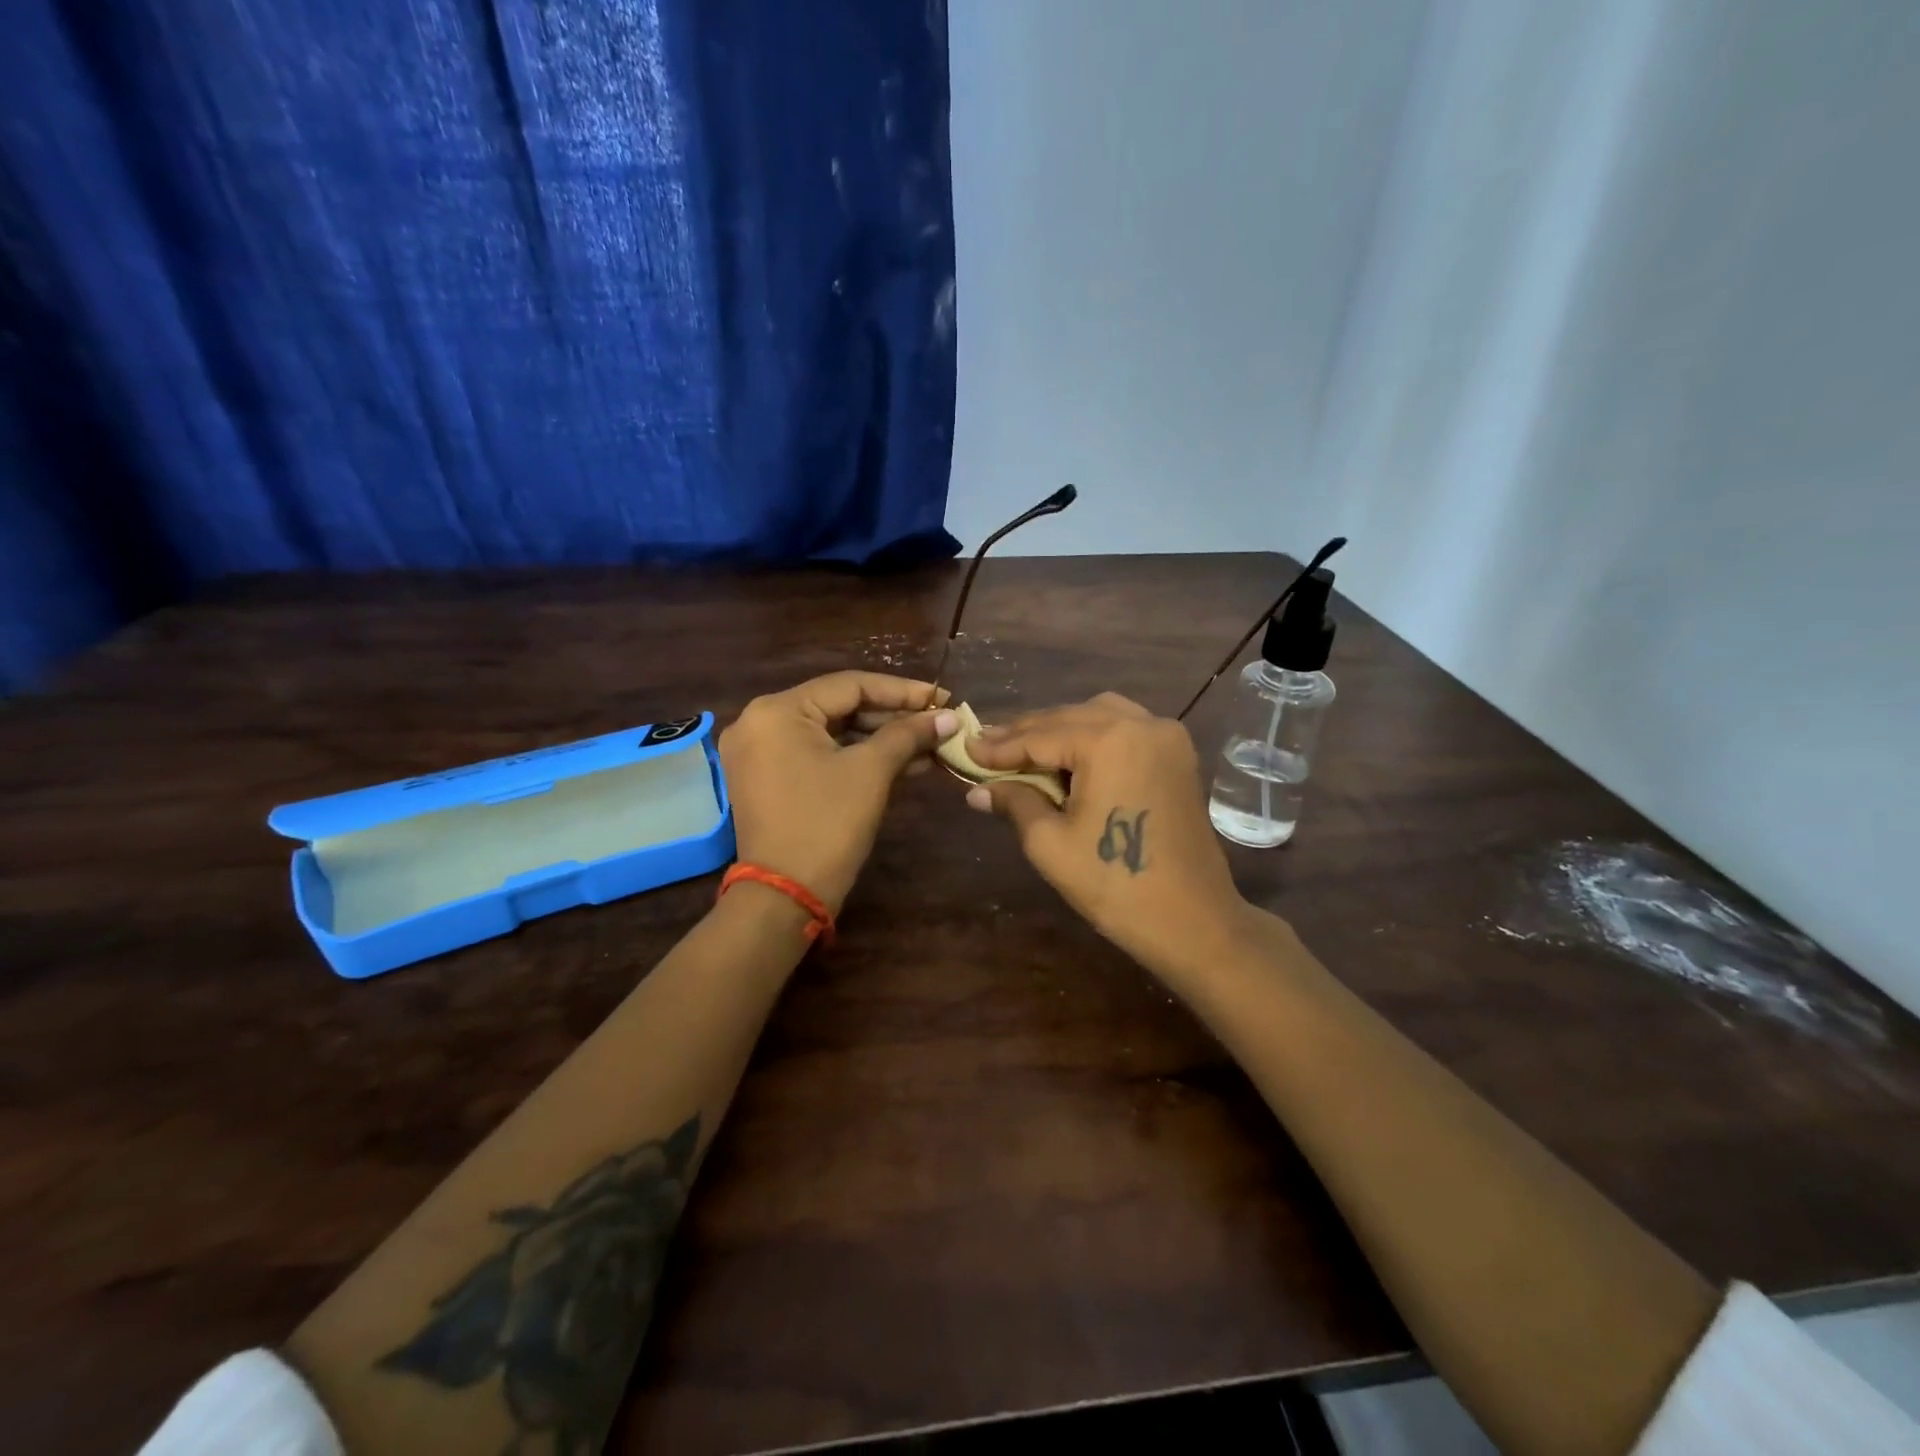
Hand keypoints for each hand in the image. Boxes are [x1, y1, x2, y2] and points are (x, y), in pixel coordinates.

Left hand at [720, 673, 957, 912]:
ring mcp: (760, 753)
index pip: (849, 685)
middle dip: (892, 717)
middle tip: (936, 722)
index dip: (901, 691)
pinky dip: (856, 758)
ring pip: (831, 733)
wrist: (785, 896)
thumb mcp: (871, 772)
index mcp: (777, 711)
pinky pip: (818, 755)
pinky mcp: (768, 779)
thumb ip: (909, 735)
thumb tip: (948, 716)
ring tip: (928, 745)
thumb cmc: (828, 824)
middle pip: (838, 707)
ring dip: (879, 740)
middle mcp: (759, 723)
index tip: (940, 698)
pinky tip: (902, 764)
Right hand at [966, 694, 1249, 972]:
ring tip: (1025, 750)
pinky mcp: (1178, 755)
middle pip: (1069, 717)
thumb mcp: (1050, 843)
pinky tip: (1069, 756)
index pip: (1041, 736)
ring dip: (1060, 729)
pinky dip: (1093, 736)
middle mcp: (1142, 723)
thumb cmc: (1114, 883)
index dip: (1000, 746)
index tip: (967, 748)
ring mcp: (1166, 736)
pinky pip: (1126, 728)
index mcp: (1110, 741)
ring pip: (1099, 715)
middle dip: (1026, 734)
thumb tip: (976, 790)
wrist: (1192, 920)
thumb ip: (1015, 801)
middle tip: (987, 746)